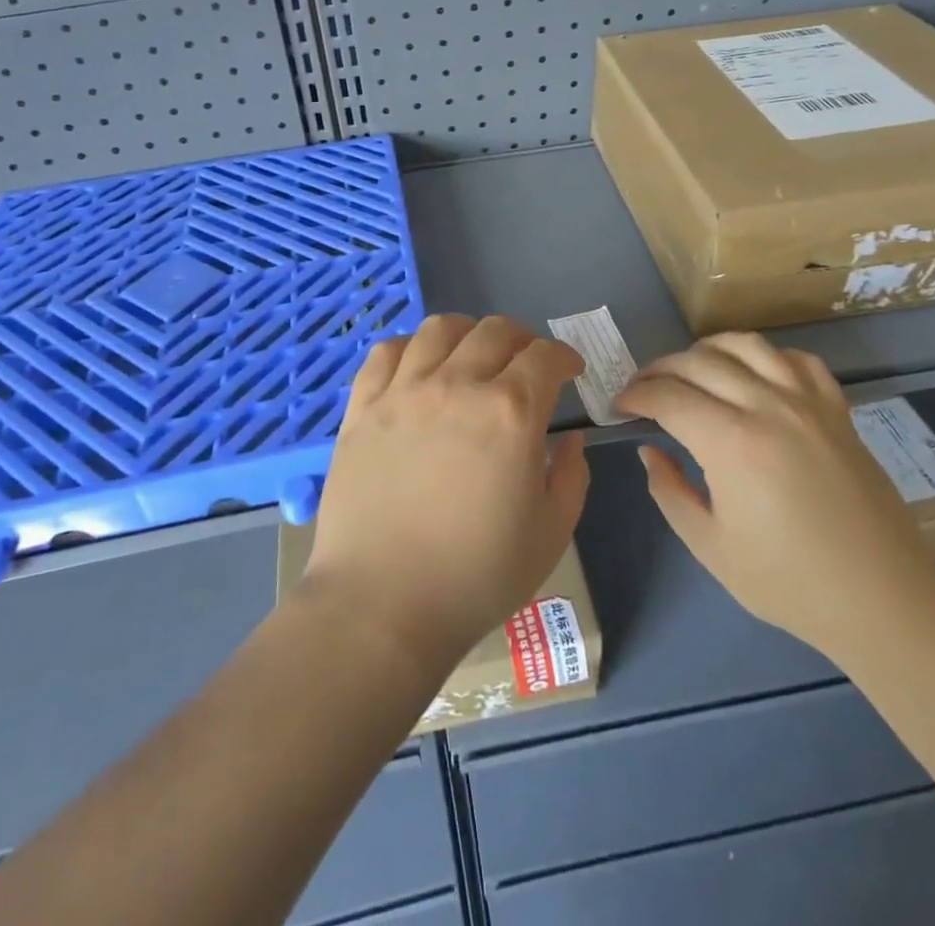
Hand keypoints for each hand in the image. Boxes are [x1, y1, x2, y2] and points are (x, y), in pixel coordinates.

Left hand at [303, 315, 589, 672]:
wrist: (383, 605)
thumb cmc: (476, 577)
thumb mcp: (551, 533)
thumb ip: (571, 476)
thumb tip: (570, 439)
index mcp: (510, 412)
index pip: (545, 357)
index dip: (564, 357)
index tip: (569, 372)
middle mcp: (457, 385)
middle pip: (496, 331)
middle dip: (523, 340)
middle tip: (527, 364)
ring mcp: (404, 391)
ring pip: (440, 329)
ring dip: (468, 333)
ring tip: (473, 355)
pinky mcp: (363, 407)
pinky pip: (386, 352)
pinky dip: (410, 347)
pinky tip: (418, 366)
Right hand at [615, 334, 934, 659]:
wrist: (884, 600)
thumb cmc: (790, 582)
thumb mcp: (710, 547)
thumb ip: (669, 491)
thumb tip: (651, 450)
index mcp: (732, 443)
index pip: (668, 396)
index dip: (636, 395)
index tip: (620, 406)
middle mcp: (768, 407)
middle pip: (699, 362)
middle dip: (660, 370)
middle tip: (644, 390)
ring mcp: (808, 402)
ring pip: (746, 345)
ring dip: (707, 350)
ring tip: (691, 371)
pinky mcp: (837, 409)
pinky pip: (796, 359)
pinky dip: (765, 357)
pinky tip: (754, 376)